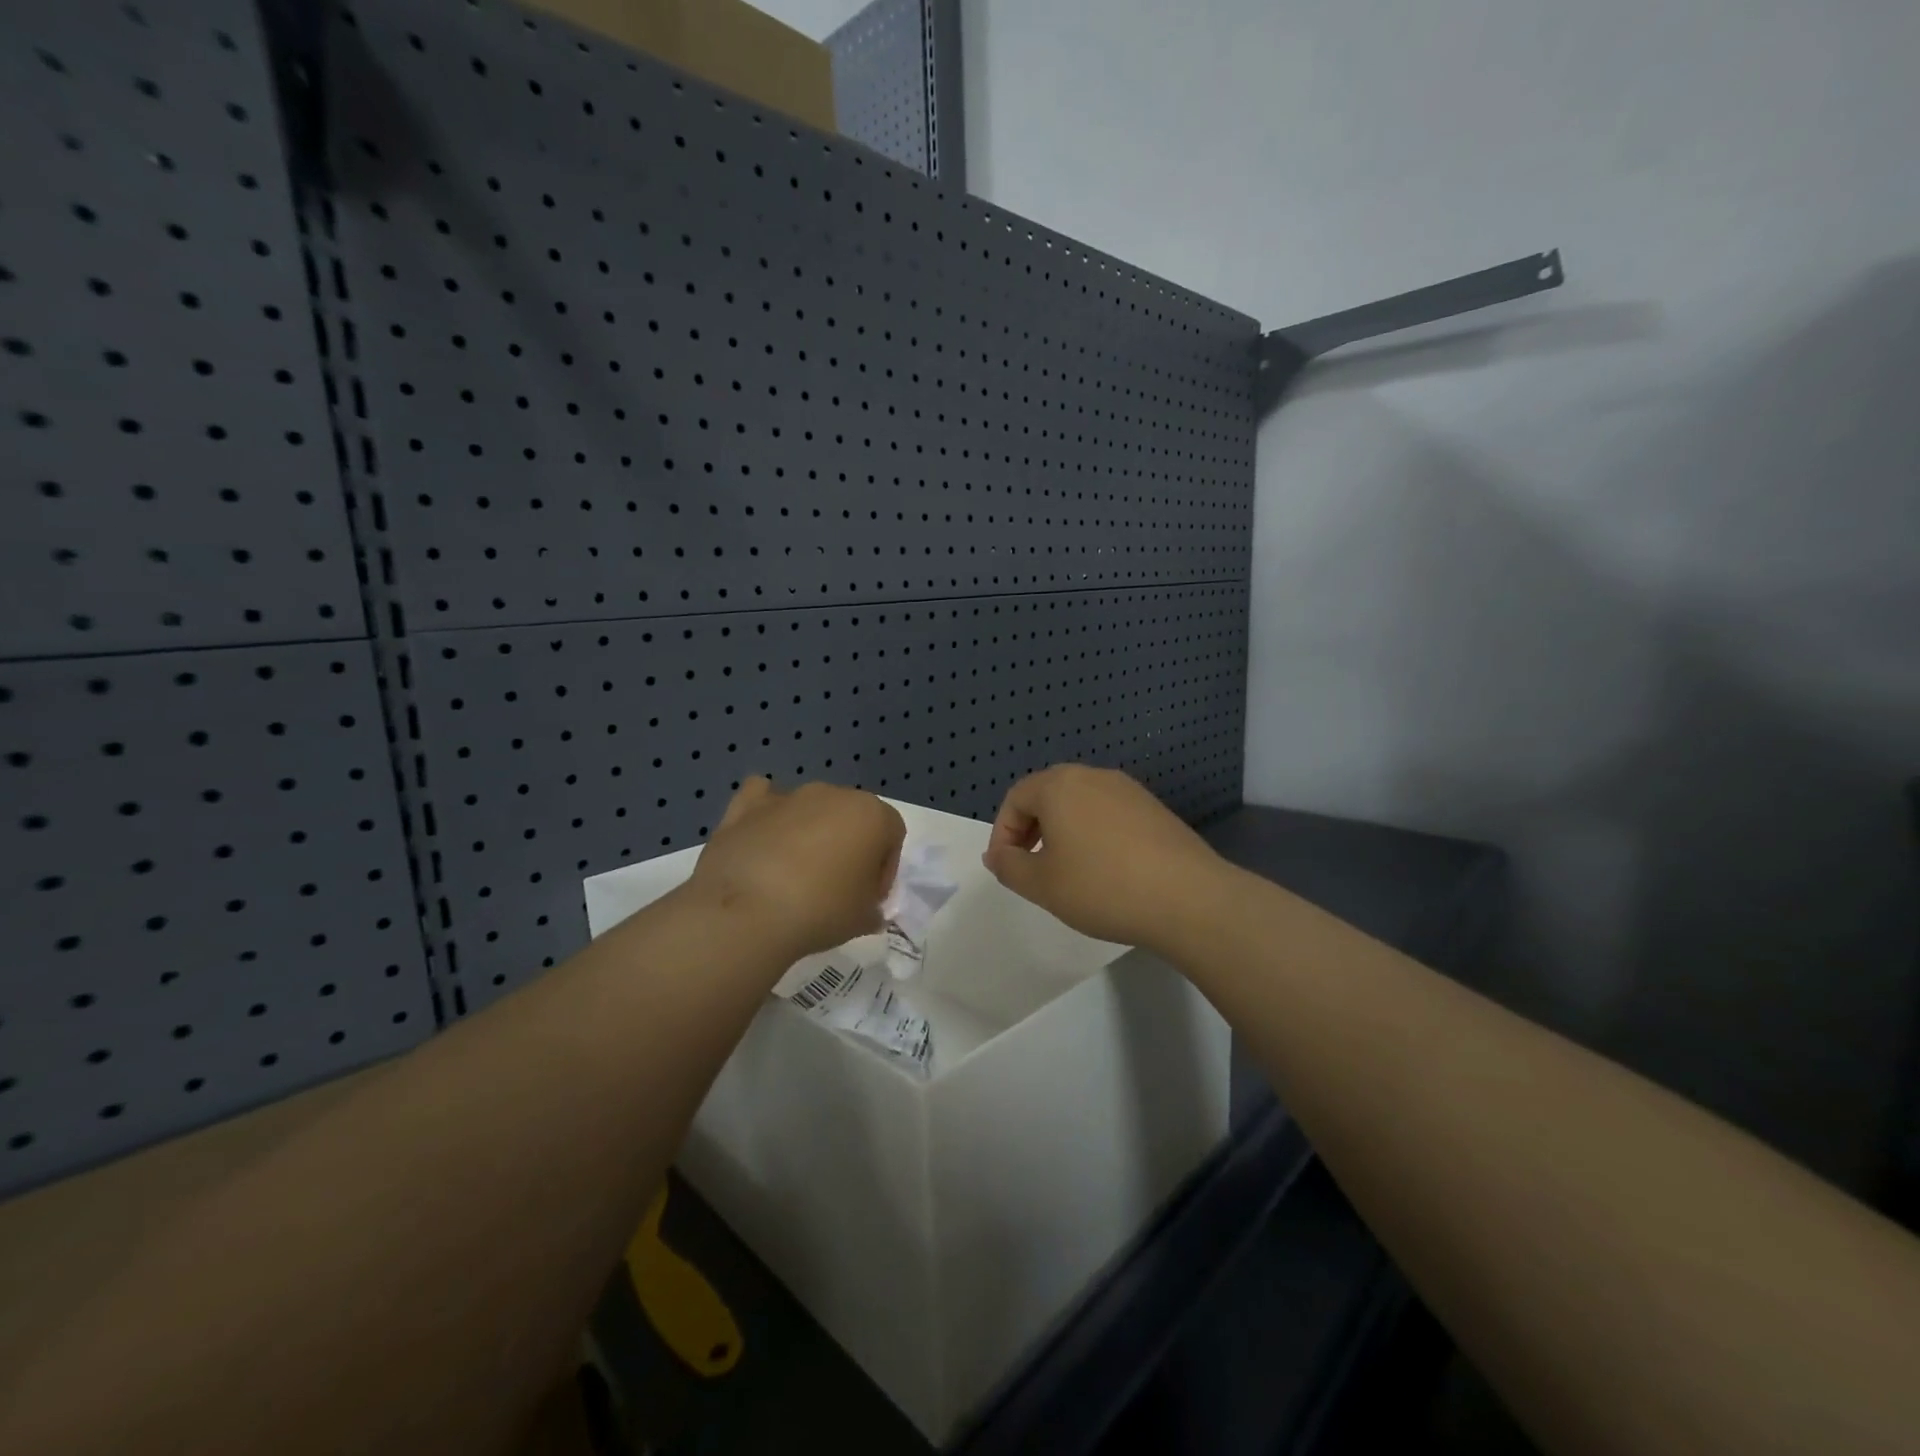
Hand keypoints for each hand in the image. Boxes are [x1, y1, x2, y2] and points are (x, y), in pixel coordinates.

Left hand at [689, 776, 905, 958]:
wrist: (746, 912)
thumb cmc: (821, 911)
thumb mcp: (863, 920)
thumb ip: (872, 909)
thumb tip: (866, 910)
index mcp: (872, 814)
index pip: (892, 835)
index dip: (884, 869)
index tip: (868, 898)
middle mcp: (834, 794)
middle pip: (851, 817)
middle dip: (849, 847)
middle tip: (836, 888)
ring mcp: (789, 795)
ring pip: (810, 808)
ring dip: (811, 833)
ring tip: (795, 875)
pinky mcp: (747, 805)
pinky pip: (764, 800)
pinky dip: (767, 816)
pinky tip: (762, 840)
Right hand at [983, 765, 1224, 952]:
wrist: (1188, 898)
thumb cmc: (1101, 887)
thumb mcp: (1041, 884)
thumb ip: (1009, 866)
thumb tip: (996, 855)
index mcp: (1059, 785)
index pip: (1015, 798)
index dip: (1002, 833)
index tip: (1005, 868)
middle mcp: (1093, 776)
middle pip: (1048, 795)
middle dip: (1031, 829)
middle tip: (1030, 867)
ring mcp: (1128, 790)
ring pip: (1080, 804)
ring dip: (1062, 832)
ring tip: (1066, 871)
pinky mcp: (1154, 809)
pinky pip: (1108, 814)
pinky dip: (1093, 834)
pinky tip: (1104, 870)